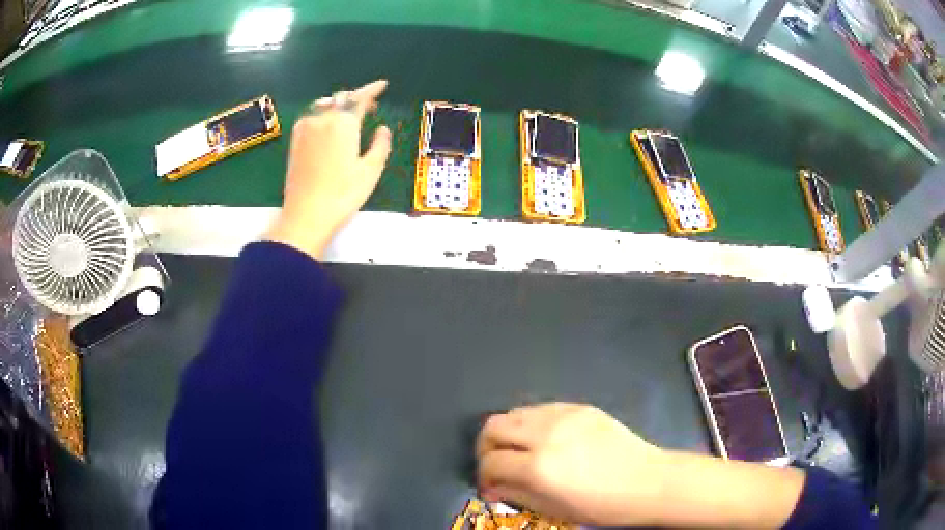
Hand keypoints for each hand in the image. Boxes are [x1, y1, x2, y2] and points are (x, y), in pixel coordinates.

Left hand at [266, 79, 391, 257]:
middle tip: (369, 105)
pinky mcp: (295, 140)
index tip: (382, 85)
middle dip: (356, 97)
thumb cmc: (343, 194)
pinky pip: (311, 116)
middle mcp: (322, 119)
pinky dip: (323, 113)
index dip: (372, 89)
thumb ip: (381, 145)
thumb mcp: (371, 171)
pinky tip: (328, 124)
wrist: (306, 214)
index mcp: (343, 123)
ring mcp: (305, 129)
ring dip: (338, 104)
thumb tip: (382, 129)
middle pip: (341, 98)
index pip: (360, 97)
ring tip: (348, 113)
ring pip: (324, 105)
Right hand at [476, 403, 669, 526]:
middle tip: (495, 464)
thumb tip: (491, 488)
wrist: (647, 482)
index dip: (483, 476)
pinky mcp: (578, 406)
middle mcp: (545, 434)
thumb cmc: (601, 506)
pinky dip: (530, 423)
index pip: (490, 462)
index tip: (489, 486)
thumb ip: (515, 494)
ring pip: (514, 413)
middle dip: (486, 447)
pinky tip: (543, 440)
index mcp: (538, 466)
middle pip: (493, 427)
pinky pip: (540, 409)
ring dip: (507, 432)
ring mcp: (563, 415)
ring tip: (518, 451)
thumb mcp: (553, 509)